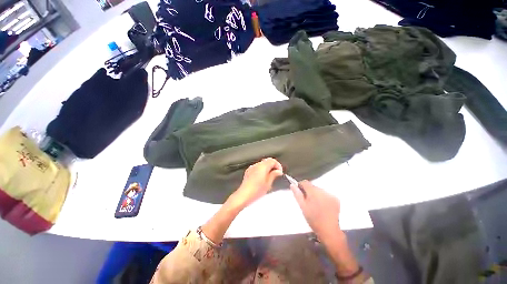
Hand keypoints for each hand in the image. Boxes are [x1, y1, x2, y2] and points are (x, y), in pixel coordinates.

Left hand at [230, 158, 282, 208]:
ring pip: (262, 164)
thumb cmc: (257, 190)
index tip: (280, 172)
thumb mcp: (268, 183)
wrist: (243, 195)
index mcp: (262, 166)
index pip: (272, 160)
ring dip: (267, 168)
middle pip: (267, 161)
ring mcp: (251, 168)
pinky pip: (257, 167)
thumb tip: (278, 171)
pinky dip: (261, 170)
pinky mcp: (248, 171)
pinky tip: (262, 178)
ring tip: (270, 177)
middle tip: (276, 174)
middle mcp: (256, 165)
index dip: (278, 165)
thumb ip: (274, 175)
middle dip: (273, 166)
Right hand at [291, 180, 340, 242]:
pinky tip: (323, 206)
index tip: (300, 191)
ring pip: (319, 190)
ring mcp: (330, 195)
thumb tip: (292, 185)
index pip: (305, 182)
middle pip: (312, 186)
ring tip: (315, 205)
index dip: (300, 185)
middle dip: (309, 191)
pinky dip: (323, 198)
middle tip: (307, 201)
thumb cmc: (314, 219)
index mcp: (313, 192)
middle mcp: (322, 191)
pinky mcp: (336, 199)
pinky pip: (326, 195)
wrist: (329, 230)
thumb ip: (297, 194)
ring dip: (316, 195)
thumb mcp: (302, 206)